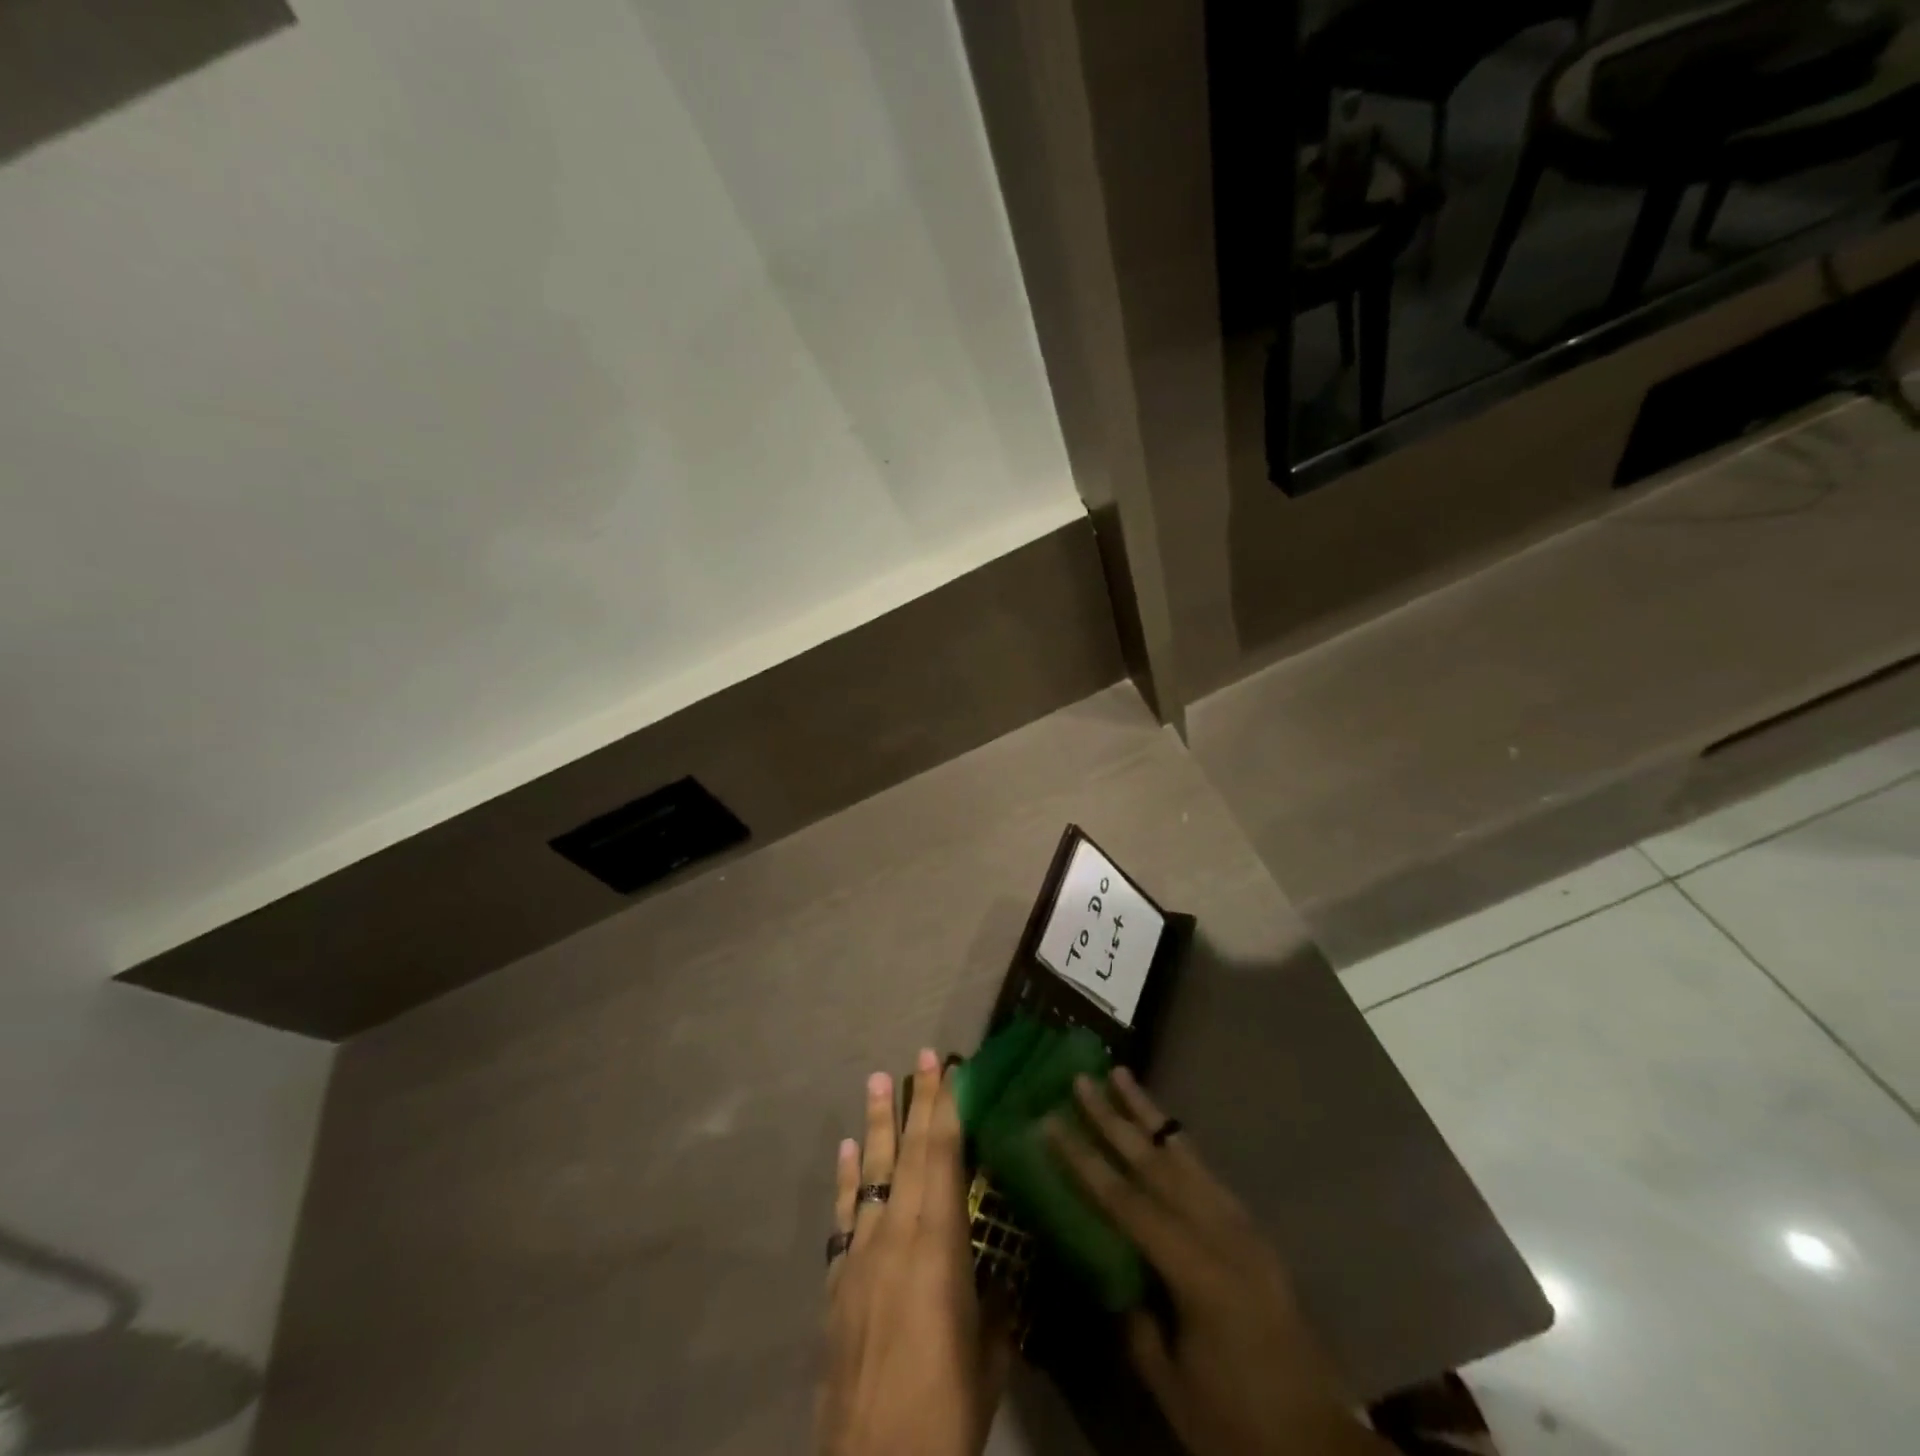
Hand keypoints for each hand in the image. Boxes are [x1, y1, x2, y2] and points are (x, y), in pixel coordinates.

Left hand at [818, 1050, 1009, 1455]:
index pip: (942, 1158)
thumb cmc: (945, 1411)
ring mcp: (860, 1255)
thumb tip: (1004, 1272)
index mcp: (937, 1247)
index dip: (945, 1108)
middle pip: (907, 1153)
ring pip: (870, 1173)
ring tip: (876, 1080)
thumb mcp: (989, 1356)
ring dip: (876, 1124)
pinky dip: (845, 1177)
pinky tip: (846, 1148)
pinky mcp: (837, 1282)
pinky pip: (843, 1215)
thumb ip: (995, 1304)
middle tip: (920, 1056)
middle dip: (916, 1101)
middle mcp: (895, 1236)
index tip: (946, 1067)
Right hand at [1050, 1069, 1388, 1455]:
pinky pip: (1207, 1175)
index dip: (1084, 1161)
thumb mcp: (1173, 1389)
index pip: (1126, 1202)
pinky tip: (1163, 1132)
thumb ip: (1137, 1324)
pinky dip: (1179, 1145)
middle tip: (1083, 1079)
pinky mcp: (1254, 1233)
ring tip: (1121, 1076)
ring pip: (1186, 1155)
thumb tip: (1114, 1275)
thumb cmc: (1241, 1427)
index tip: (1051, 1122)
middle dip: (1114, 1118)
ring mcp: (1243, 1228)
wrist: (1324, 1450)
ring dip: (1149, 1115)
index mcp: (1197, 1272)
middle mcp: (1222, 1234)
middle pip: (1156, 1163)